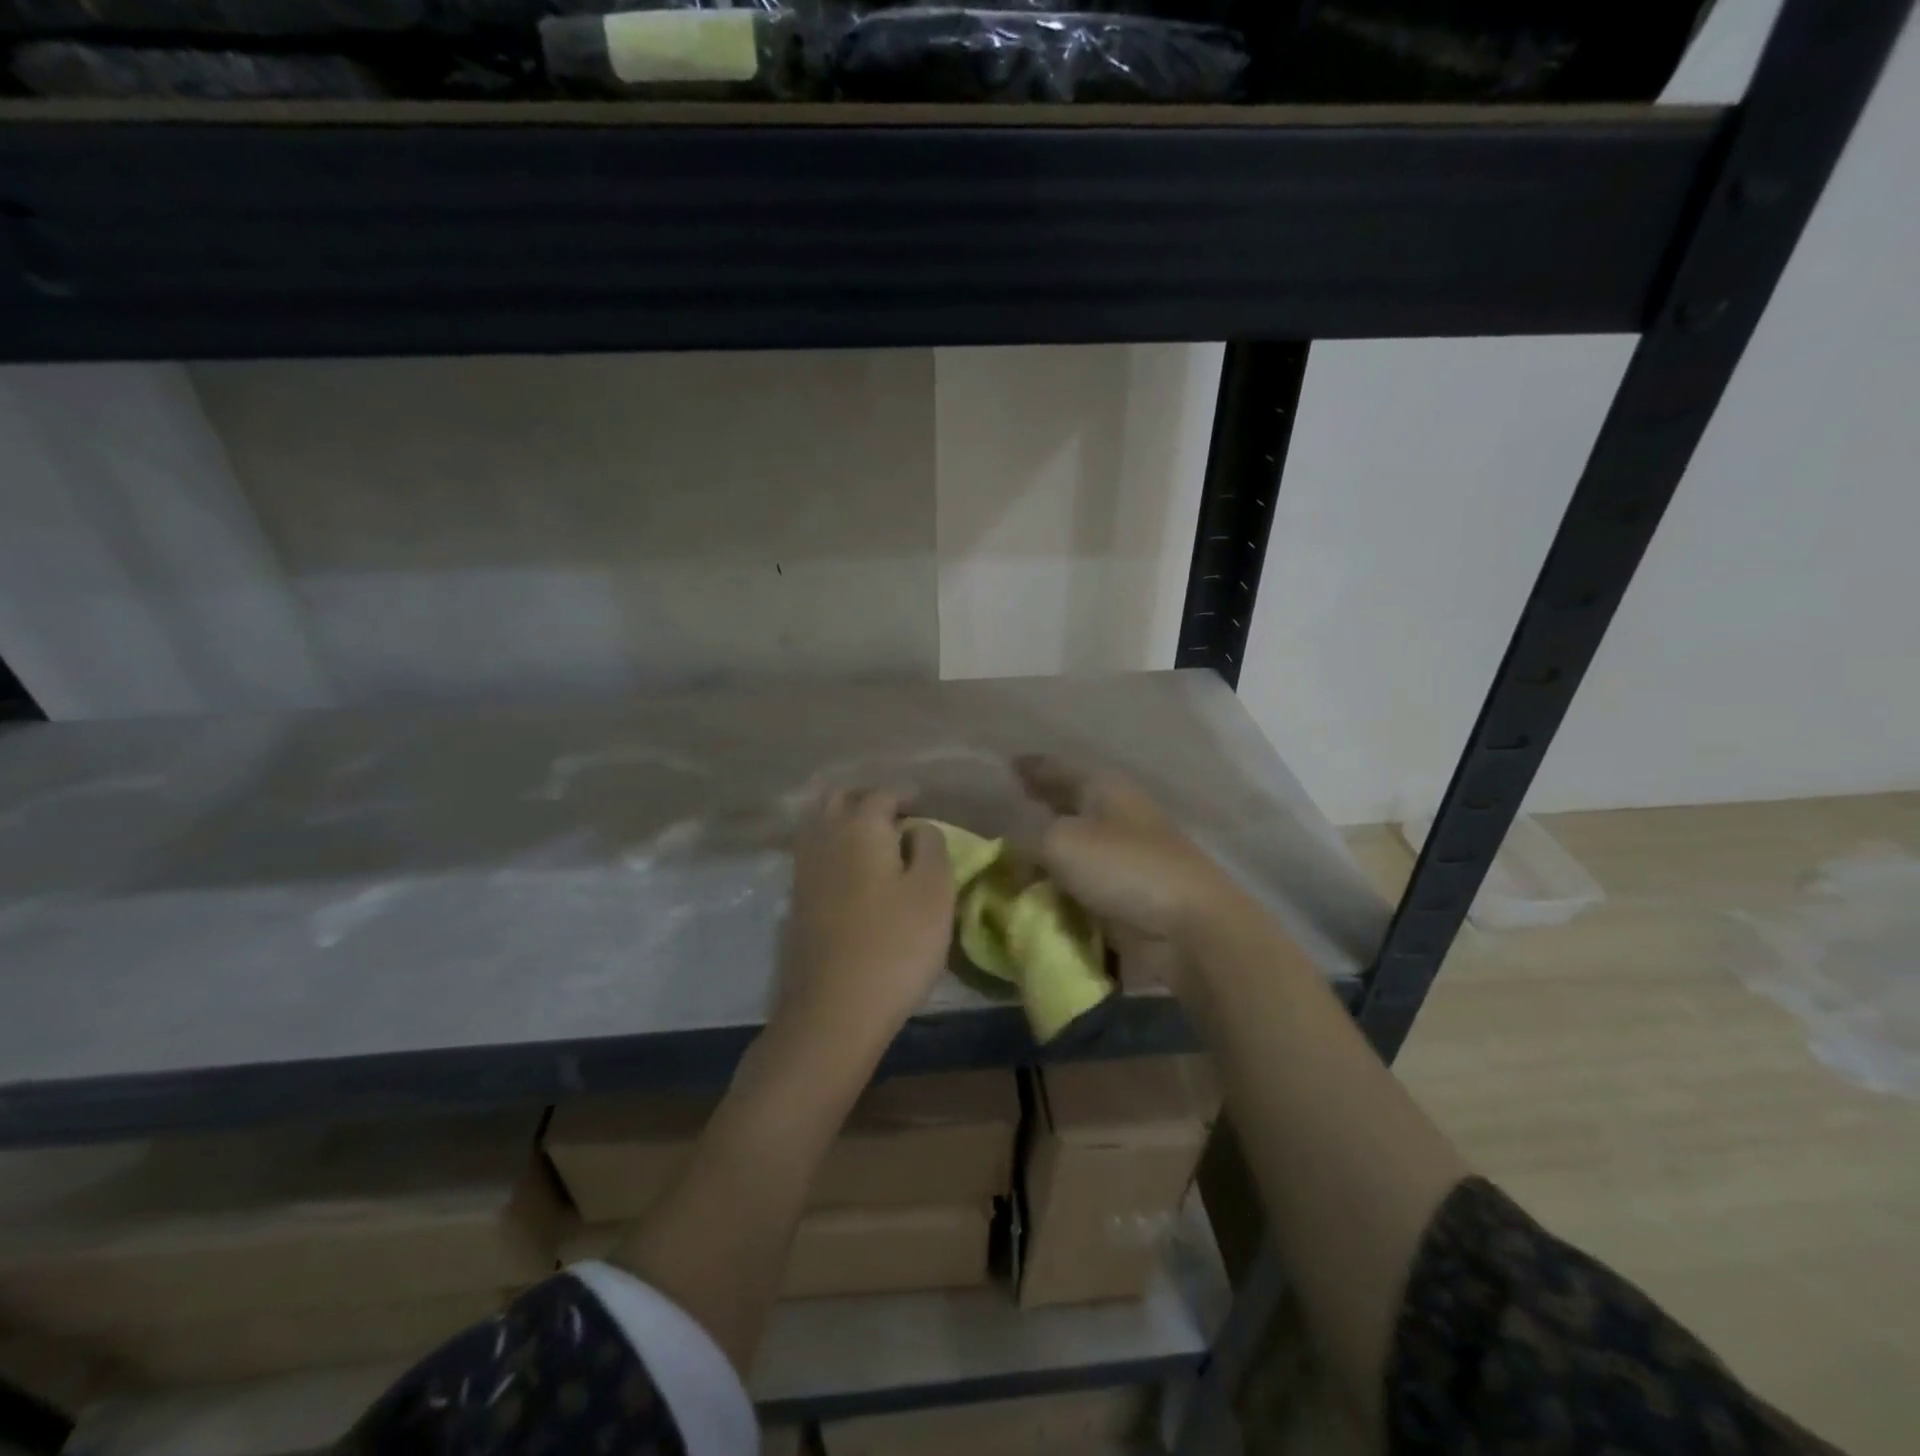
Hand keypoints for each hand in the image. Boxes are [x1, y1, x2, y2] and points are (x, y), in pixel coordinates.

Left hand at [776, 788, 954, 1055]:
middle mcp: (825, 838)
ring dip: (844, 821)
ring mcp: (803, 870)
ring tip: (873, 840)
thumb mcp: (934, 891)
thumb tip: (916, 827)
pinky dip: (832, 848)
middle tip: (896, 816)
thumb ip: (931, 846)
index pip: (882, 794)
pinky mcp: (795, 901)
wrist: (834, 1009)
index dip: (905, 795)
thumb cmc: (896, 945)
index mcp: (861, 827)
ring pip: (819, 825)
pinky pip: (813, 854)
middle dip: (867, 800)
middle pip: (839, 800)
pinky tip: (850, 869)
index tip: (924, 805)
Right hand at [1015, 756, 1236, 990]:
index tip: (1007, 765)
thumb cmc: (1123, 867)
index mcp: (1104, 788)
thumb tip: (1007, 851)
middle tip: (1005, 811)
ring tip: (1009, 858)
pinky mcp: (1126, 897)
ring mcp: (1124, 858)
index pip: (1058, 768)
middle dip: (1039, 808)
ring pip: (1074, 849)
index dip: (1032, 767)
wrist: (1188, 928)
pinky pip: (1081, 887)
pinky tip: (1033, 894)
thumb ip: (1024, 841)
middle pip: (1068, 806)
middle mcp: (1115, 815)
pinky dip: (1058, 889)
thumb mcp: (1059, 842)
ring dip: (1046, 854)